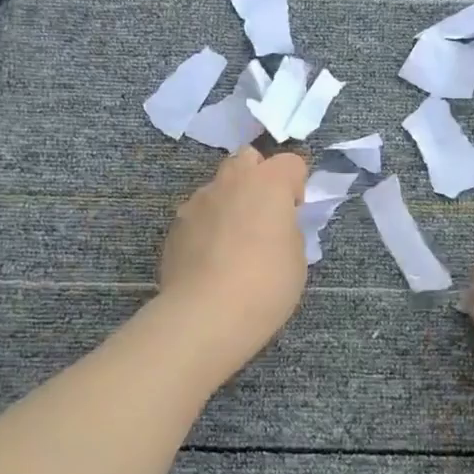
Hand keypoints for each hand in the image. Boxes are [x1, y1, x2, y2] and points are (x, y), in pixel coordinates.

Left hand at [157, 147, 309, 373]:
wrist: (206, 314)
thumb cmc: (265, 285)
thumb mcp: (297, 259)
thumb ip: (288, 231)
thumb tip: (276, 227)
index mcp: (268, 183)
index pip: (290, 162)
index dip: (297, 184)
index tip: (295, 212)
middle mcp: (231, 181)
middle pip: (248, 159)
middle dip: (259, 178)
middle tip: (265, 215)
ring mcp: (198, 201)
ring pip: (219, 186)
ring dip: (231, 201)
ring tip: (234, 241)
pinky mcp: (176, 225)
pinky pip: (199, 214)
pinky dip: (208, 226)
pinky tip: (212, 259)